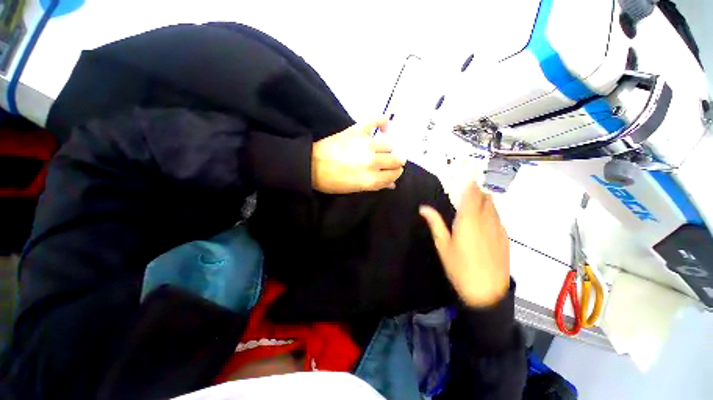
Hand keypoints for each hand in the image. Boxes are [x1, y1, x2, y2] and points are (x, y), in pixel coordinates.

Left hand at [311, 116, 404, 193]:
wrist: (312, 165)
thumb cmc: (334, 181)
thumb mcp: (356, 189)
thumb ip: (376, 186)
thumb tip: (392, 184)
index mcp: (371, 179)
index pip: (394, 174)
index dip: (396, 173)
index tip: (394, 171)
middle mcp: (372, 161)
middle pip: (396, 159)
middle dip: (396, 162)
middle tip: (390, 162)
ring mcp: (366, 144)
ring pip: (390, 144)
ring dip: (389, 148)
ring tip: (384, 149)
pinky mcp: (357, 130)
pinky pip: (376, 120)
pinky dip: (383, 120)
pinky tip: (386, 126)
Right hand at [419, 181, 509, 307]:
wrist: (487, 292)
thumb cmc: (459, 267)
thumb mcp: (442, 245)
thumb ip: (435, 223)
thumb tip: (423, 208)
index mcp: (468, 220)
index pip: (471, 195)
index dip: (470, 185)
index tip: (468, 178)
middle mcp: (485, 220)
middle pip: (485, 199)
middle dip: (478, 192)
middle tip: (470, 190)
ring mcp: (498, 229)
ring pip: (494, 208)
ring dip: (486, 201)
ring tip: (479, 201)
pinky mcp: (505, 238)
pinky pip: (499, 219)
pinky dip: (493, 213)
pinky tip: (487, 220)